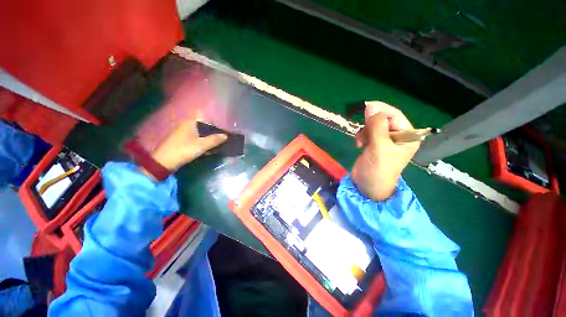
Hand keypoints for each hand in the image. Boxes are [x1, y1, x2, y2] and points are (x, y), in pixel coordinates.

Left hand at [144, 120, 226, 176]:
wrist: (164, 161)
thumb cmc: (184, 150)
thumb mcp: (202, 145)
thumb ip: (214, 140)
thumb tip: (226, 135)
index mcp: (190, 123)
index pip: (205, 119)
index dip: (215, 124)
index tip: (222, 131)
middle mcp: (185, 125)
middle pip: (202, 127)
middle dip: (212, 133)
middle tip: (221, 139)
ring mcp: (181, 132)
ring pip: (198, 133)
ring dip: (207, 138)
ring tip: (216, 145)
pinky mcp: (179, 140)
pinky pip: (194, 138)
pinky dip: (200, 142)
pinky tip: (206, 148)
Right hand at [351, 101, 419, 200]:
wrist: (368, 186)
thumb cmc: (378, 169)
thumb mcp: (379, 146)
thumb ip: (376, 125)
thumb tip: (370, 105)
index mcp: (408, 136)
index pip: (395, 115)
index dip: (380, 109)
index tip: (364, 106)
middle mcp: (399, 136)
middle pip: (383, 119)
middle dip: (370, 123)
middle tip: (362, 130)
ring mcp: (386, 140)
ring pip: (373, 125)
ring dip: (364, 131)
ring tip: (361, 142)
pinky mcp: (375, 144)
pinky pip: (367, 132)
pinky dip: (362, 136)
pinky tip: (359, 145)